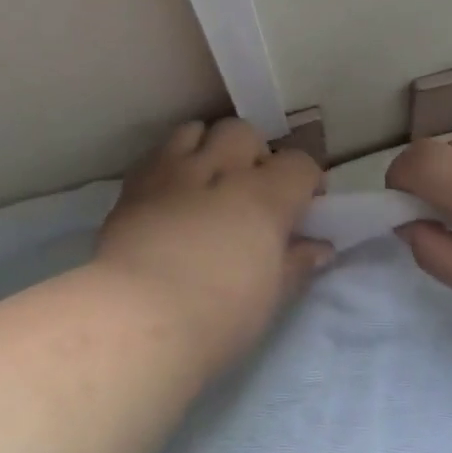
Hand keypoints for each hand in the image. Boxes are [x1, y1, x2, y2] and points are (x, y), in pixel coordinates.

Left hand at [96, 119, 331, 370]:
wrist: (137, 321)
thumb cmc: (218, 317)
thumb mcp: (270, 297)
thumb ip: (295, 263)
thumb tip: (319, 247)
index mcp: (264, 196)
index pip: (299, 164)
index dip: (306, 182)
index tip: (303, 207)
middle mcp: (219, 170)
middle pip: (244, 133)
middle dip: (253, 155)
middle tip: (250, 193)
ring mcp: (171, 172)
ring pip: (195, 131)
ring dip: (208, 148)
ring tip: (206, 183)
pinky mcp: (132, 186)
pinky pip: (157, 154)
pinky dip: (170, 165)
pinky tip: (169, 197)